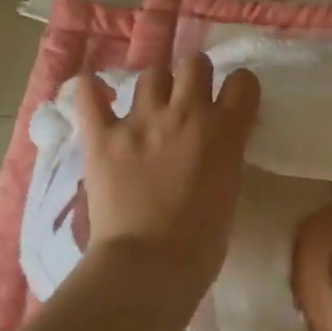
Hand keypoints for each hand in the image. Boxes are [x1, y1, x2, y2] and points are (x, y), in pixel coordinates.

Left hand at [74, 53, 261, 292]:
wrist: (149, 265)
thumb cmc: (202, 242)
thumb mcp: (230, 189)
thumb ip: (226, 154)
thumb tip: (215, 142)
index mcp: (223, 130)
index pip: (242, 82)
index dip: (239, 88)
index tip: (232, 101)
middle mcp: (185, 113)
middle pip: (195, 64)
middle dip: (195, 77)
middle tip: (189, 101)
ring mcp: (140, 121)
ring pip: (152, 75)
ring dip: (156, 87)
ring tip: (150, 107)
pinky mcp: (103, 136)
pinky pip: (89, 96)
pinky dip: (90, 90)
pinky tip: (92, 89)